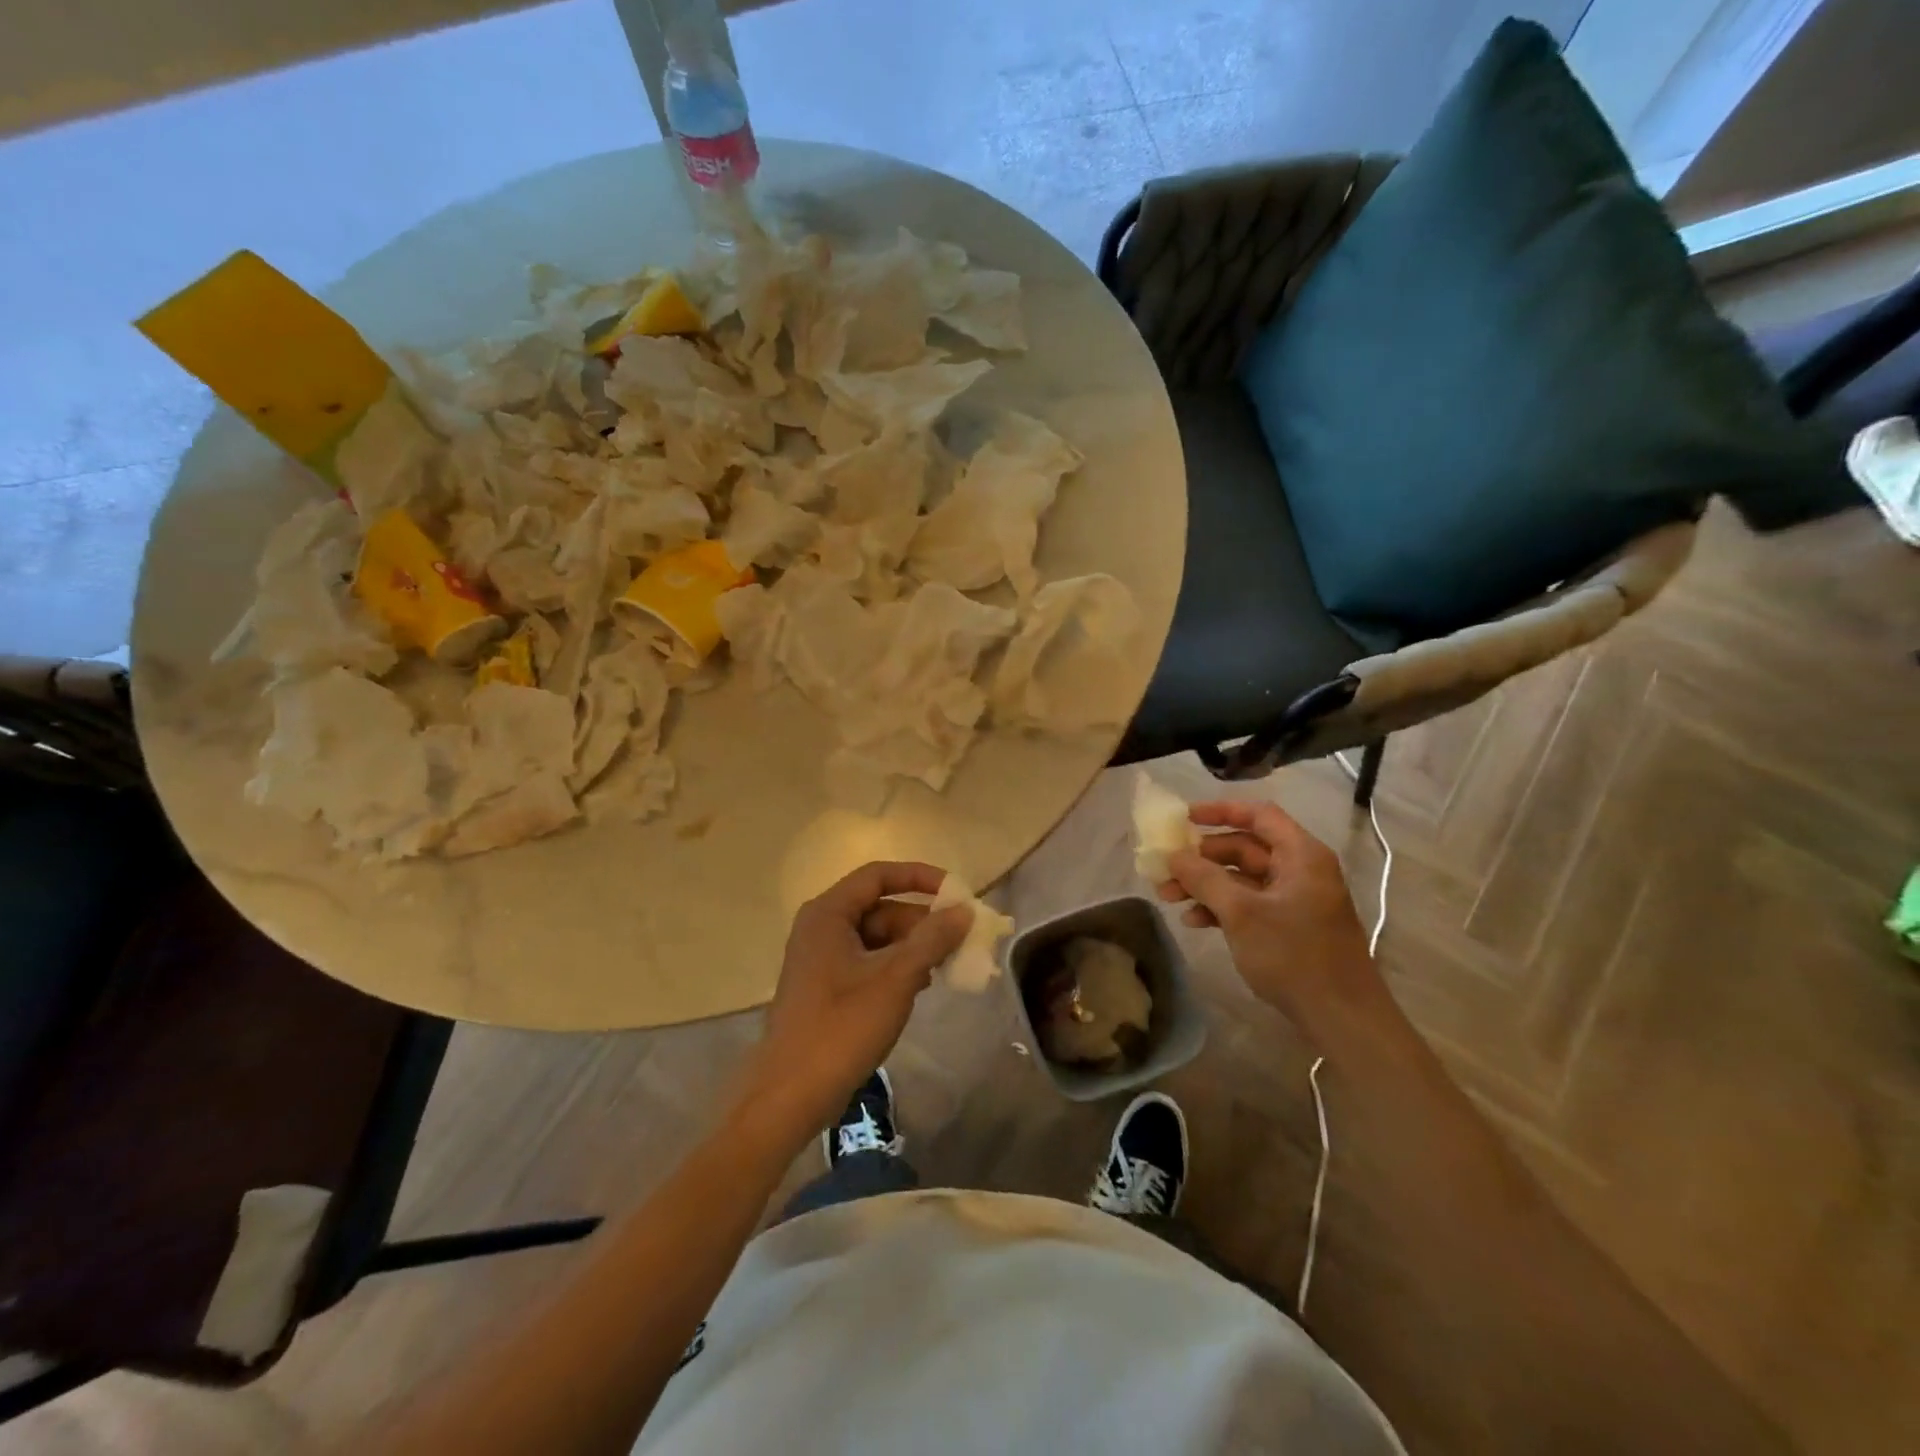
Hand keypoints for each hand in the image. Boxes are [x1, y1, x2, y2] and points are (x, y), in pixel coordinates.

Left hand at [744, 861, 970, 1136]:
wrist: (789, 1096)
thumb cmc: (841, 1028)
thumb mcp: (896, 979)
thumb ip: (932, 939)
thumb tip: (964, 909)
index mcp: (828, 914)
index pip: (879, 875)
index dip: (920, 877)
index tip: (957, 893)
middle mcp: (822, 927)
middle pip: (880, 907)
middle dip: (922, 920)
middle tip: (961, 938)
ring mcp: (822, 958)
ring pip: (877, 936)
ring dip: (913, 946)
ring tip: (947, 965)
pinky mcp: (826, 986)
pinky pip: (869, 961)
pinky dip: (897, 966)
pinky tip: (921, 986)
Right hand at [1157, 801, 1381, 1033]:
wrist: (1343, 1018)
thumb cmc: (1294, 955)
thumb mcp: (1242, 913)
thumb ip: (1204, 879)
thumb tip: (1174, 856)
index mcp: (1300, 855)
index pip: (1258, 815)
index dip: (1220, 811)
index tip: (1184, 818)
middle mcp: (1300, 869)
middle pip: (1245, 847)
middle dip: (1202, 857)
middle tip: (1167, 868)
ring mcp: (1296, 899)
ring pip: (1242, 878)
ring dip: (1206, 884)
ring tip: (1168, 897)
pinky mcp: (1290, 925)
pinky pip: (1249, 903)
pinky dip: (1222, 907)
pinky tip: (1194, 922)